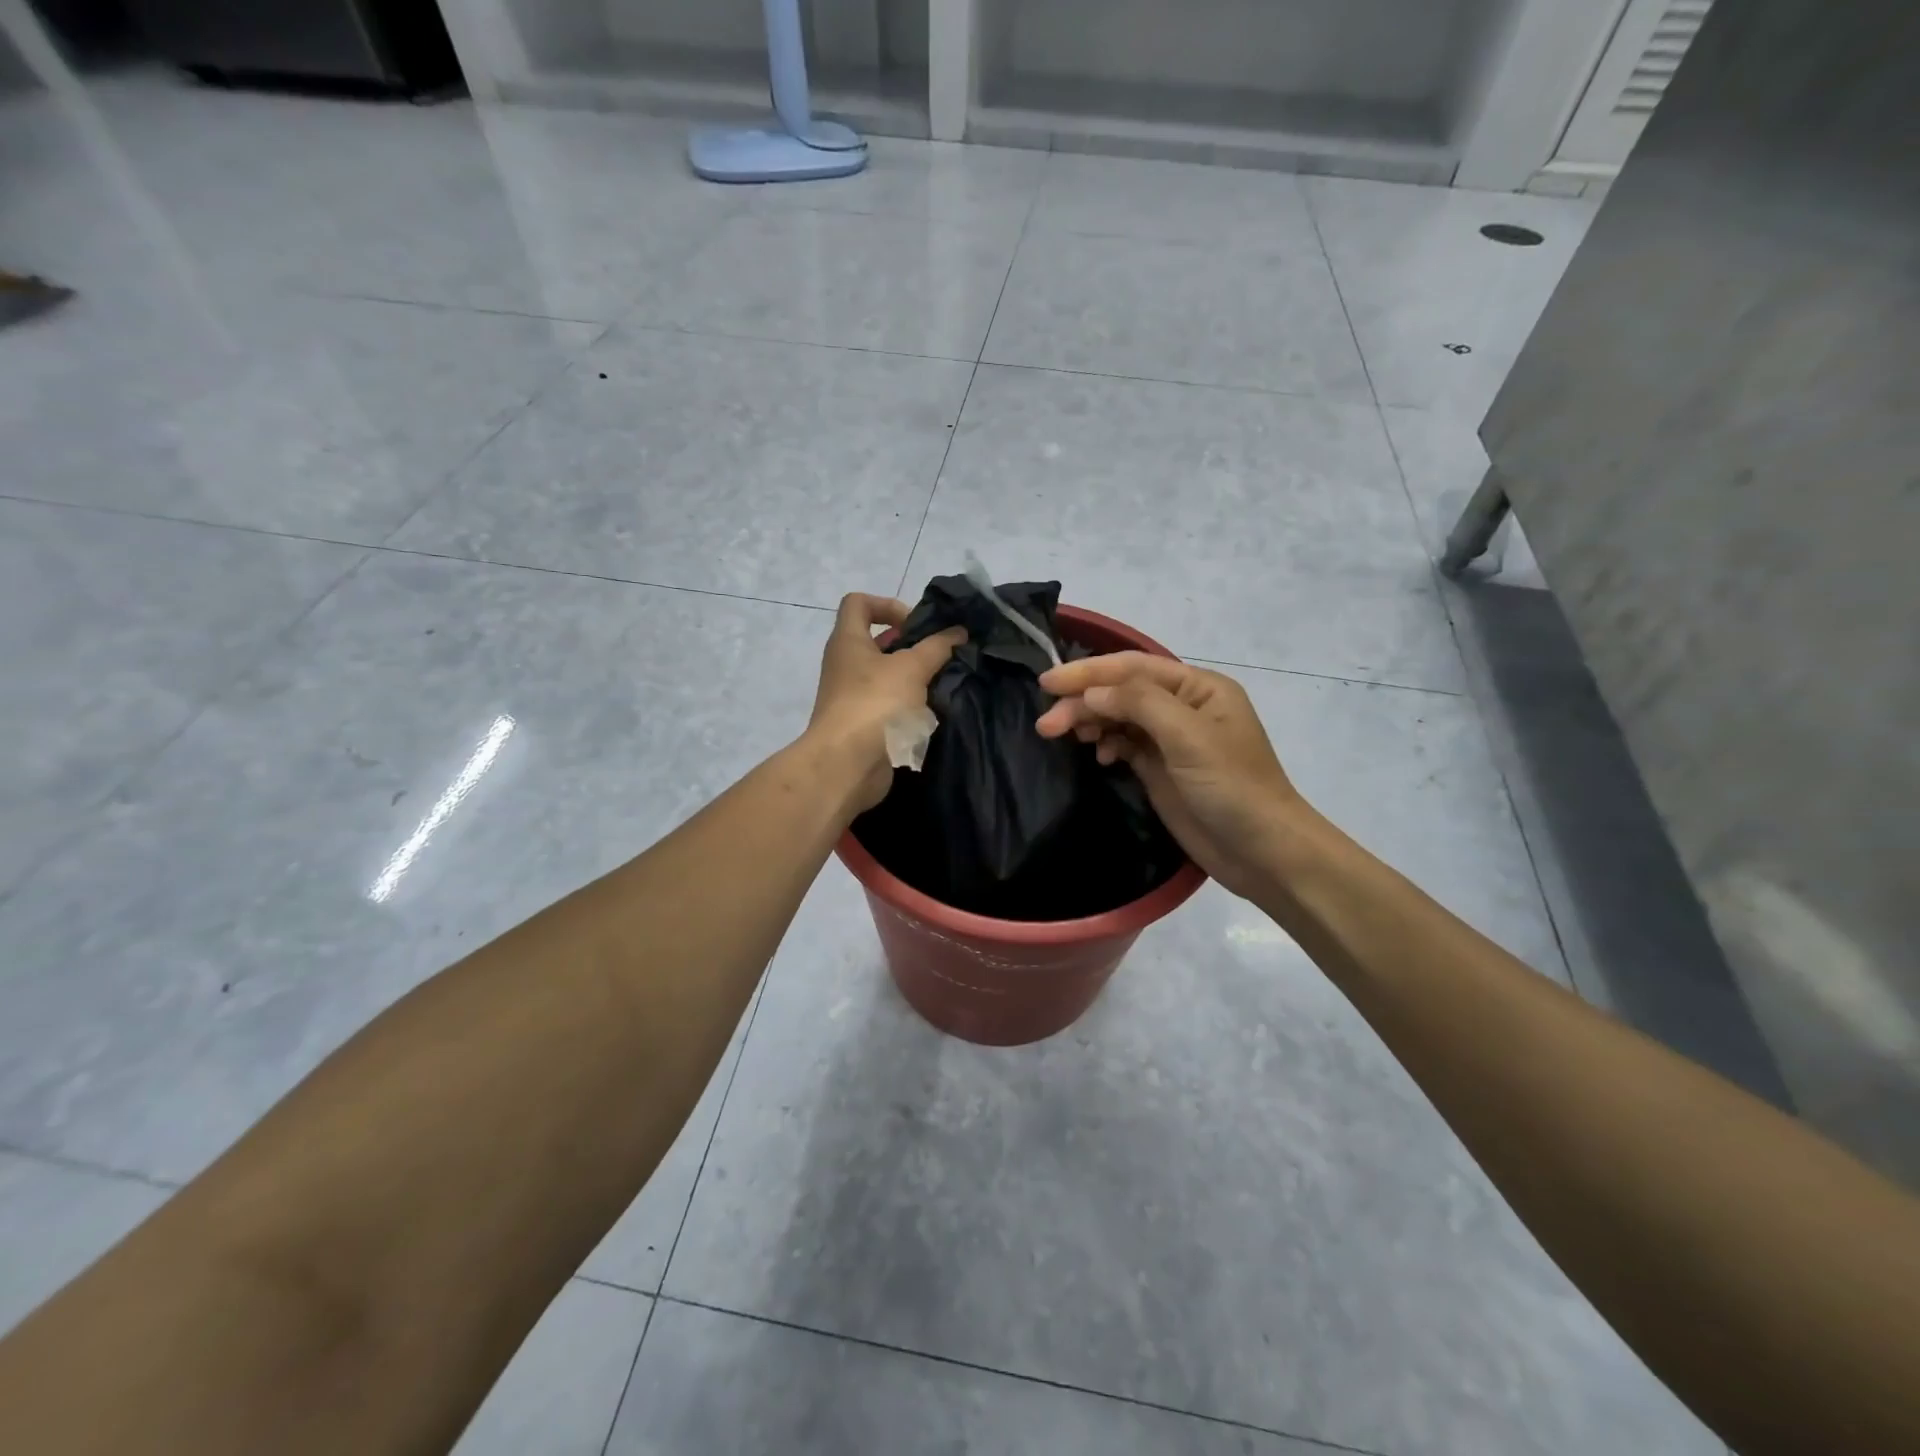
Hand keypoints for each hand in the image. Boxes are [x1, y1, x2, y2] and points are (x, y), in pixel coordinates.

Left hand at [807, 593, 966, 812]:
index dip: (888, 604)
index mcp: (848, 641)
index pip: (858, 603)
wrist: (847, 765)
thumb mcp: (912, 668)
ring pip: (887, 675)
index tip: (916, 624)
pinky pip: (889, 704)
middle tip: (938, 654)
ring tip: (942, 682)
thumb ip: (937, 647)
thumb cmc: (875, 703)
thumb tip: (958, 631)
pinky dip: (909, 704)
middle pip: (877, 641)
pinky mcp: (863, 724)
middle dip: (910, 645)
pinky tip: (932, 711)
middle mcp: (845, 665)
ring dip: (914, 677)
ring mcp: (852, 697)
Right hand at [1035, 653, 1308, 900]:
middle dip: (1082, 703)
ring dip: (1089, 722)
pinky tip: (1098, 755)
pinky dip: (1106, 744)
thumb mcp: (1188, 737)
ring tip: (1059, 736)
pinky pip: (1124, 744)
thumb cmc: (1232, 787)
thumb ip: (1139, 704)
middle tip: (1046, 725)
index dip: (1088, 672)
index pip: (1133, 668)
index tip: (1047, 683)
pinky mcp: (1160, 769)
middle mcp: (1182, 707)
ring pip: (1119, 718)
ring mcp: (1170, 740)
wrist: (1261, 852)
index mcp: (1197, 688)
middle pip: (1121, 692)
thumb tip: (1091, 692)